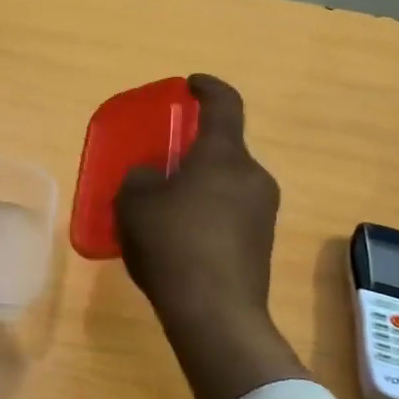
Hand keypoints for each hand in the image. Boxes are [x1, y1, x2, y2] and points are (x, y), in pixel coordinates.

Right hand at [116, 75, 278, 327]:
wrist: (215, 314)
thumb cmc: (173, 245)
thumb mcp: (135, 203)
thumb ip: (140, 177)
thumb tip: (152, 178)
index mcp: (224, 156)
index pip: (224, 104)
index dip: (207, 87)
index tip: (191, 84)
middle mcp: (253, 176)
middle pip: (223, 148)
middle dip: (193, 150)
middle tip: (162, 163)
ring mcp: (263, 212)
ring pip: (227, 183)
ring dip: (200, 185)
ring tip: (165, 207)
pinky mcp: (262, 243)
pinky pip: (231, 212)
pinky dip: (207, 213)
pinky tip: (180, 239)